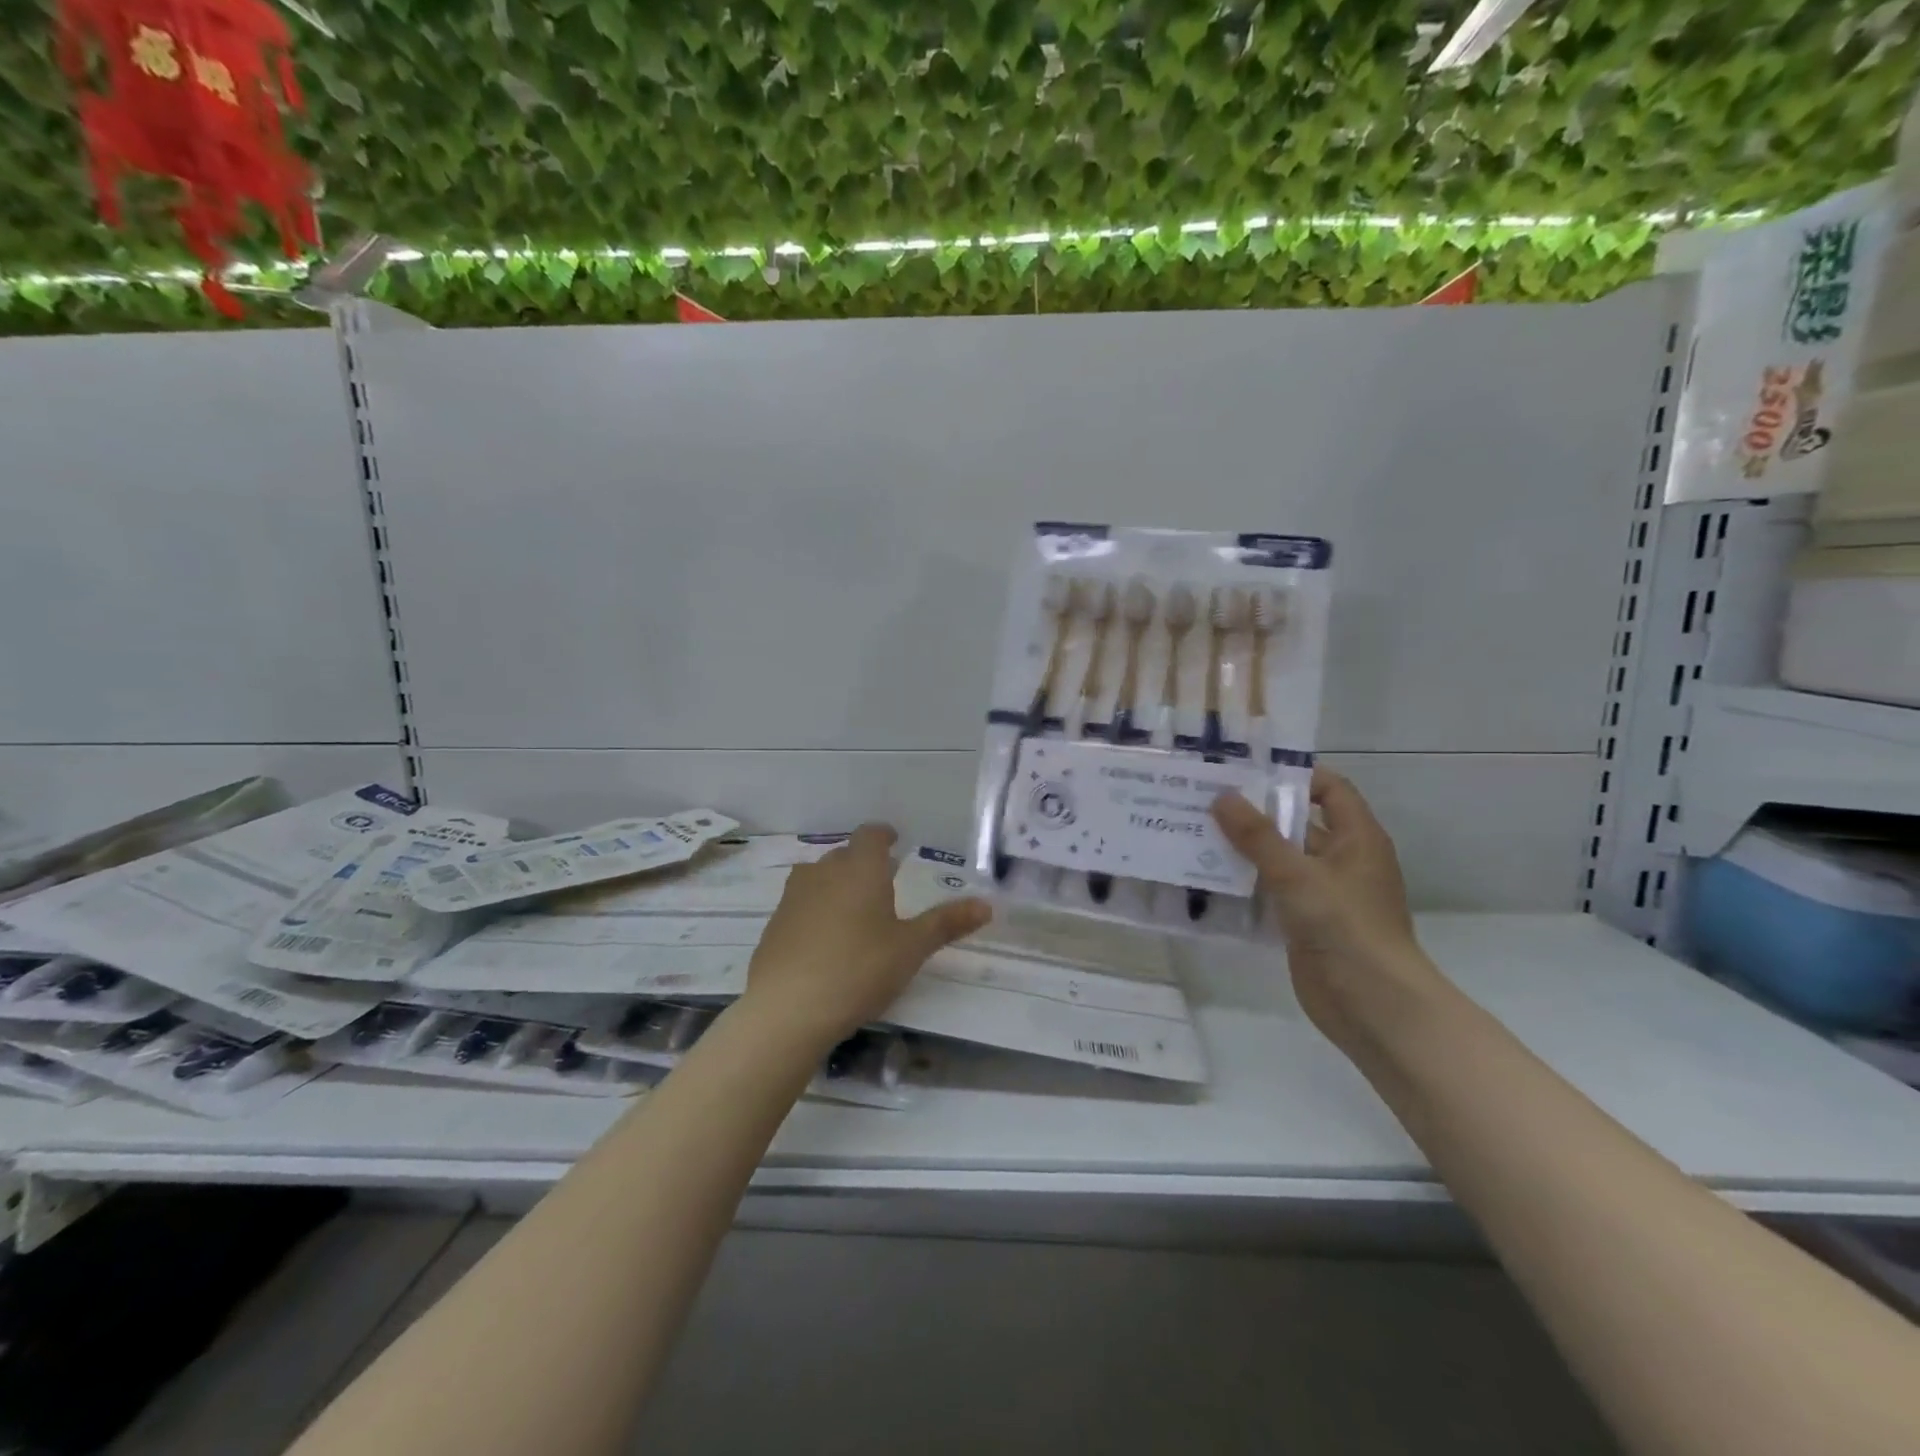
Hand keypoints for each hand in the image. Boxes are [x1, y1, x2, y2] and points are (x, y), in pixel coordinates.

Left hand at [743, 824, 991, 1048]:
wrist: (787, 1009)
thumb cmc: (859, 969)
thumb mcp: (911, 948)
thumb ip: (946, 924)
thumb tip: (987, 905)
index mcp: (860, 868)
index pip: (871, 834)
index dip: (883, 835)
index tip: (894, 842)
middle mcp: (823, 873)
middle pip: (844, 855)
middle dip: (863, 863)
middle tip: (883, 883)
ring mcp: (793, 898)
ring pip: (818, 878)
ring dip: (836, 885)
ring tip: (854, 910)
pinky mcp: (774, 925)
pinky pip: (800, 905)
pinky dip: (815, 911)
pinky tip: (825, 942)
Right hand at [1212, 769, 1440, 1051]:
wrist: (1373, 1006)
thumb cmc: (1346, 927)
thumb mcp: (1298, 875)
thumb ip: (1258, 836)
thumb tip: (1222, 796)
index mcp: (1356, 838)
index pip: (1329, 789)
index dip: (1294, 775)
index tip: (1247, 770)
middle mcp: (1341, 859)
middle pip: (1298, 822)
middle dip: (1257, 811)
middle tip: (1207, 798)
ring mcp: (1323, 893)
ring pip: (1280, 858)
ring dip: (1245, 847)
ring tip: (1197, 831)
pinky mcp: (1305, 922)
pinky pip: (1272, 890)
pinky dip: (1245, 881)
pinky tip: (1208, 874)